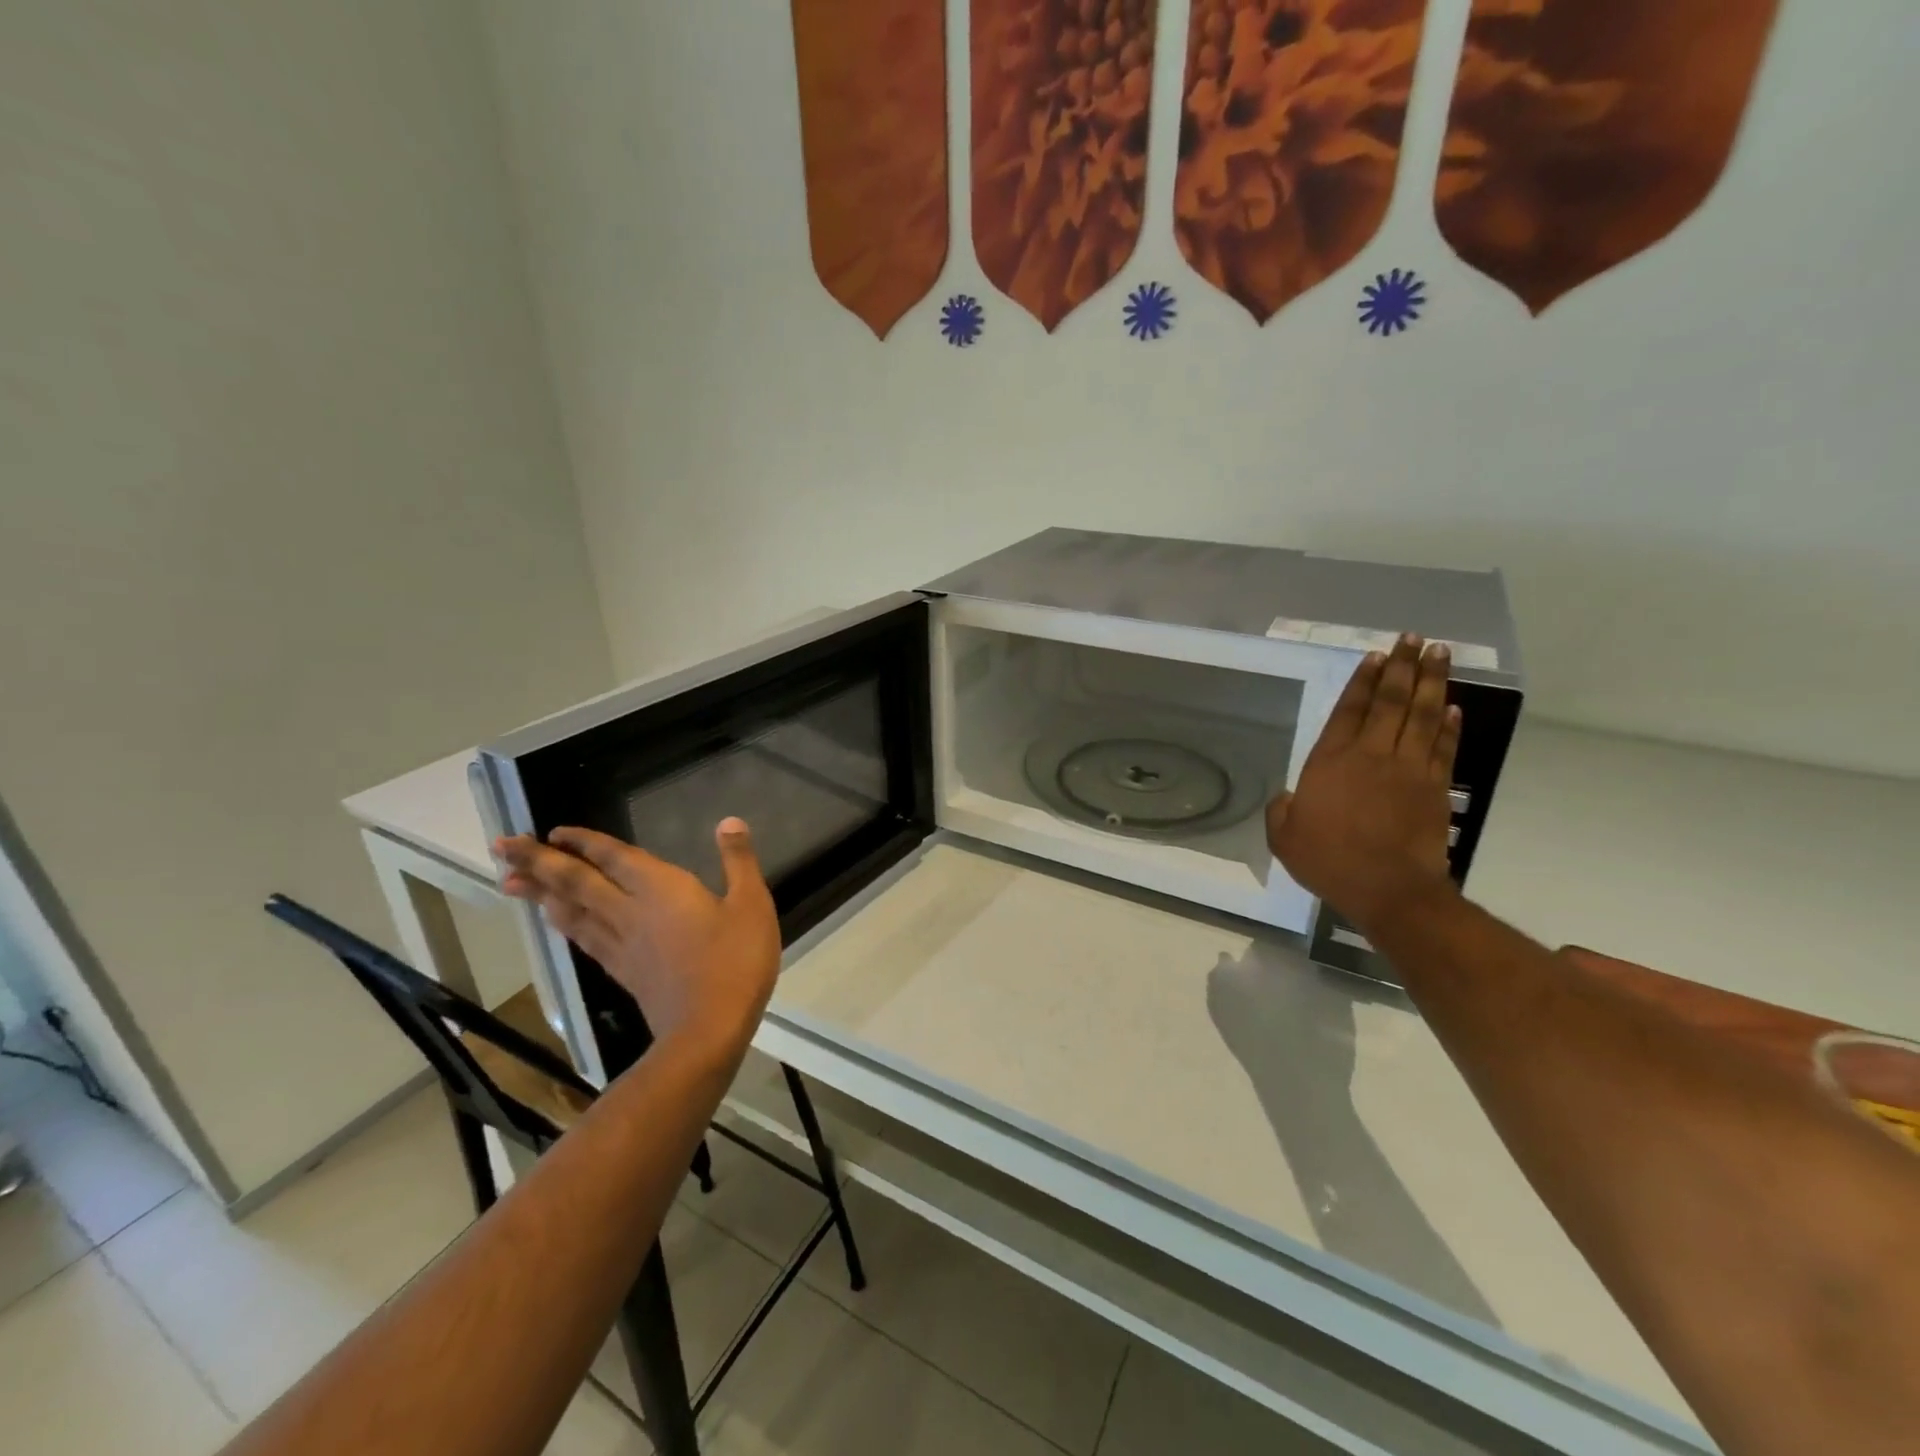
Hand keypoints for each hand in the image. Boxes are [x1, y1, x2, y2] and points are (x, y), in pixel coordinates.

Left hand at [495, 819, 779, 1057]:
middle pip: (576, 882)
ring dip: (539, 893)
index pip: (613, 857)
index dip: (583, 842)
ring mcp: (621, 944)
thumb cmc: (735, 961)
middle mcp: (630, 911)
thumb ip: (739, 861)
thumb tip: (728, 821)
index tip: (553, 830)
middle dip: (538, 862)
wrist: (708, 1029)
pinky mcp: (621, 971)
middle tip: (501, 846)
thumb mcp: (751, 904)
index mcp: (661, 890)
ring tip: (511, 881)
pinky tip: (556, 920)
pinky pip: (583, 938)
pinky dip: (564, 922)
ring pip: (570, 911)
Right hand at [1266, 634, 1461, 936]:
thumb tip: (1290, 798)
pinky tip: (1452, 706)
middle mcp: (1372, 754)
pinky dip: (1448, 724)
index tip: (1375, 656)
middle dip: (1402, 666)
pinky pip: (1442, 746)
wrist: (1388, 888)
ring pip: (1422, 714)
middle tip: (1413, 638)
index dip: (1362, 680)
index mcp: (1331, 761)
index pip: (1349, 709)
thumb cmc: (1329, 860)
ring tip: (1438, 653)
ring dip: (1431, 681)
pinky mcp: (1435, 787)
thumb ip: (1283, 810)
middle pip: (1390, 701)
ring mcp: (1408, 768)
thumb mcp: (1285, 837)